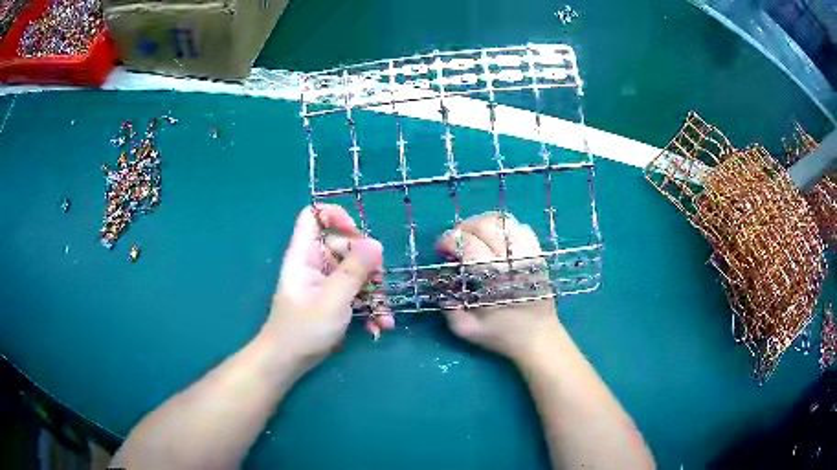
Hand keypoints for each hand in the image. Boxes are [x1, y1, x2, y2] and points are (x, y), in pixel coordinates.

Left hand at [263, 205, 394, 370]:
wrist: (289, 362)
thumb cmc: (304, 329)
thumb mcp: (333, 299)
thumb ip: (354, 270)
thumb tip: (376, 243)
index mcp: (305, 255)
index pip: (313, 216)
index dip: (335, 217)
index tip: (358, 234)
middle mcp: (315, 264)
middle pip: (344, 246)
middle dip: (367, 266)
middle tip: (379, 285)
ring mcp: (325, 283)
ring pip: (355, 273)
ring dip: (374, 293)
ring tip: (385, 316)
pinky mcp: (333, 300)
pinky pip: (355, 293)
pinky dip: (368, 307)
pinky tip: (378, 326)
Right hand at [435, 212, 561, 363]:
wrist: (539, 338)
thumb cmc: (502, 335)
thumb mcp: (466, 329)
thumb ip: (448, 306)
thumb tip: (440, 282)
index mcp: (492, 276)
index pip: (467, 243)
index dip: (448, 241)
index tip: (441, 250)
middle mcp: (511, 259)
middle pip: (484, 225)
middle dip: (462, 228)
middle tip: (455, 242)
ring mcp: (528, 253)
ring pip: (503, 221)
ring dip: (482, 224)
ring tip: (474, 237)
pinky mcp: (538, 253)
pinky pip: (520, 228)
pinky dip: (503, 228)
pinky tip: (496, 241)